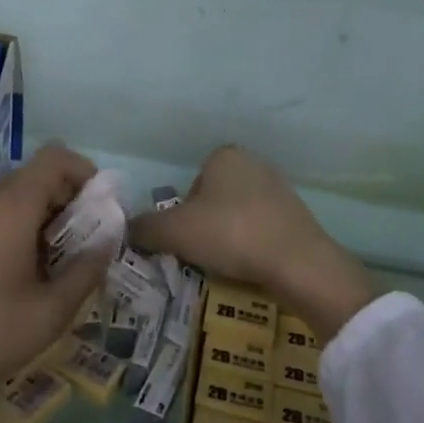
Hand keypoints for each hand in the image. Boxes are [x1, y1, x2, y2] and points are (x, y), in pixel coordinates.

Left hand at [0, 145, 109, 422]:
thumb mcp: (45, 316)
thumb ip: (86, 272)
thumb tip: (109, 240)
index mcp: (10, 204)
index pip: (57, 157)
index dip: (86, 173)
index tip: (100, 211)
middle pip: (37, 177)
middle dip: (66, 204)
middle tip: (80, 249)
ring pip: (13, 196)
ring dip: (40, 218)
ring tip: (49, 268)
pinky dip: (13, 227)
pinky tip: (12, 275)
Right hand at [130, 146, 377, 342]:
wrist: (297, 262)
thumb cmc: (230, 233)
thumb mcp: (175, 231)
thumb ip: (145, 227)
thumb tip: (126, 229)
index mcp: (224, 156)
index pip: (191, 184)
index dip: (183, 214)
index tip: (186, 239)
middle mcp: (252, 163)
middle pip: (213, 200)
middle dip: (206, 226)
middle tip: (202, 254)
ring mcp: (278, 189)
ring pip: (237, 216)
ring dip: (229, 238)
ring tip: (227, 264)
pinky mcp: (296, 216)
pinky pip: (261, 231)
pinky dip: (252, 247)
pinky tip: (251, 266)